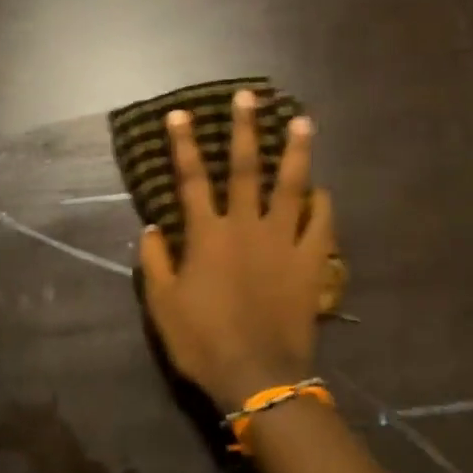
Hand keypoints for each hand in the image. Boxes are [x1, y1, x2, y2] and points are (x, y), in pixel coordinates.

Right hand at [139, 89, 336, 412]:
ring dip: (296, 151)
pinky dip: (321, 204)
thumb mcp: (161, 305)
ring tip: (302, 121)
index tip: (180, 114)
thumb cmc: (203, 341)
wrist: (257, 375)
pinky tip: (322, 189)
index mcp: (207, 235)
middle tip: (249, 96)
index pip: (192, 179)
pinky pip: (320, 224)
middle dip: (245, 129)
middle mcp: (246, 227)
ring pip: (292, 186)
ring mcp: (284, 242)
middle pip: (247, 168)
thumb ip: (154, 261)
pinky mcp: (310, 262)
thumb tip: (150, 226)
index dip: (184, 144)